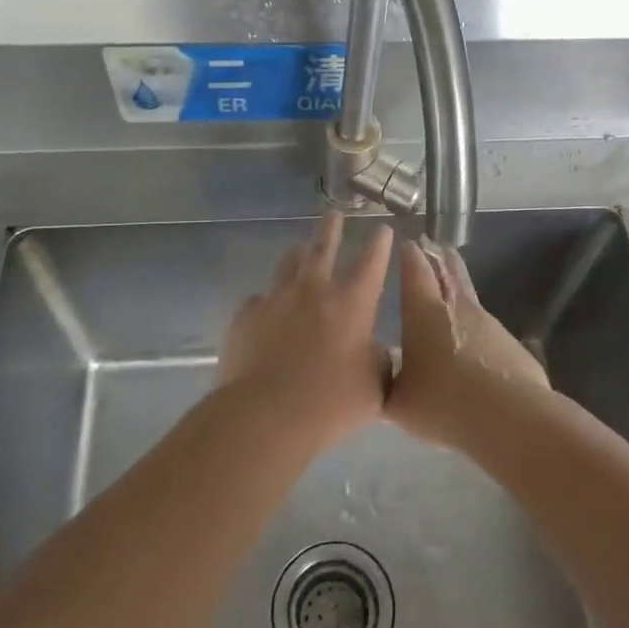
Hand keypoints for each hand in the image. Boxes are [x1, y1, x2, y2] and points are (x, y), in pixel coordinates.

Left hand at [216, 211, 393, 449]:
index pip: (371, 263)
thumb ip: (378, 363)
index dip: (379, 244)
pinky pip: (258, 300)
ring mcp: (275, 300)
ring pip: (287, 265)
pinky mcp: (245, 317)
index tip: (383, 229)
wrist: (265, 414)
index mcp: (351, 304)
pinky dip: (267, 301)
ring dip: (297, 255)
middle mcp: (313, 291)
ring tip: (299, 250)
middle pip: (323, 248)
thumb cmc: (330, 403)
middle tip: (333, 213)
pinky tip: (266, 310)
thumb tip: (375, 351)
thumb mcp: (373, 388)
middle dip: (331, 228)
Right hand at [389, 240, 549, 446]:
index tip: (406, 241)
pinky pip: (486, 326)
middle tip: (432, 243)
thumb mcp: (399, 403)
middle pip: (448, 270)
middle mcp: (457, 307)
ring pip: (469, 294)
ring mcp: (488, 323)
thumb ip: (386, 385)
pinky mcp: (510, 343)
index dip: (410, 254)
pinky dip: (475, 325)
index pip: (415, 270)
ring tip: (450, 284)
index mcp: (423, 313)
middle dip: (438, 255)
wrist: (510, 418)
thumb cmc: (443, 404)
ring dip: (458, 285)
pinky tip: (471, 340)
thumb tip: (378, 374)